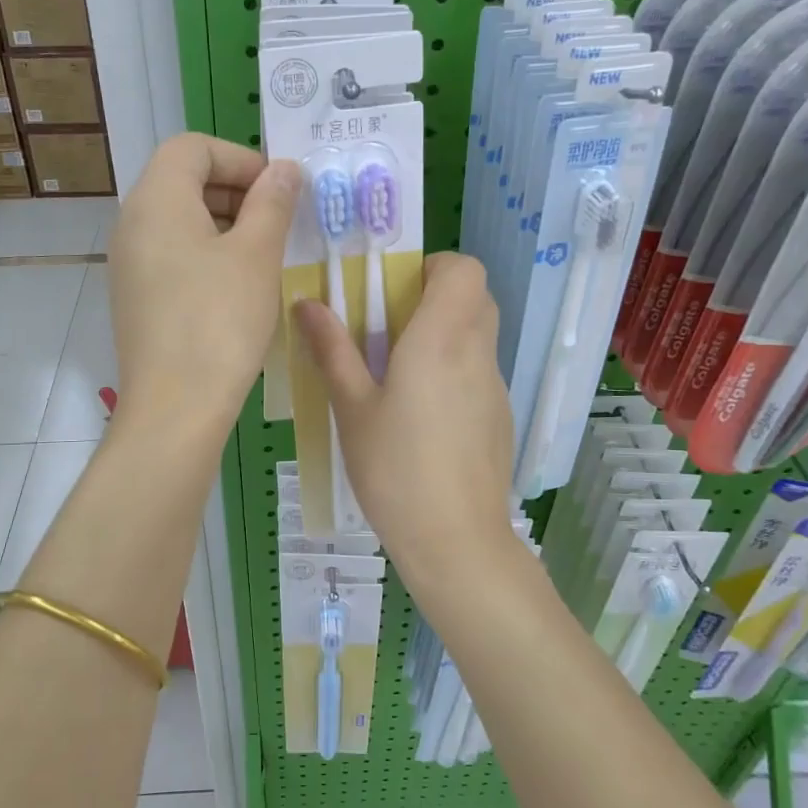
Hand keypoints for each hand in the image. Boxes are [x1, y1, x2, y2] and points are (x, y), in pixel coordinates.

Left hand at [109, 134, 300, 430]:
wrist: (175, 407)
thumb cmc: (219, 321)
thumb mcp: (256, 255)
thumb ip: (272, 202)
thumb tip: (285, 169)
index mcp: (156, 200)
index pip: (193, 147)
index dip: (240, 158)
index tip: (278, 190)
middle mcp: (132, 223)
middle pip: (184, 180)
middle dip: (236, 190)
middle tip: (280, 221)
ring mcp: (129, 263)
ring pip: (180, 221)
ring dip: (226, 224)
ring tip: (266, 254)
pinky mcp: (136, 297)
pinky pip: (173, 255)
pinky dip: (207, 254)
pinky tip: (239, 286)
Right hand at [294, 253, 518, 577]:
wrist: (456, 541)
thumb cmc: (395, 470)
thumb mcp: (352, 408)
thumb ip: (333, 350)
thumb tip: (308, 302)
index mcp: (441, 339)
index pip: (464, 269)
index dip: (432, 267)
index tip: (394, 291)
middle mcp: (477, 353)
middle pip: (475, 296)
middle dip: (434, 297)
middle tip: (389, 327)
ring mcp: (495, 386)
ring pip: (478, 334)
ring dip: (444, 333)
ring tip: (398, 373)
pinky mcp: (499, 416)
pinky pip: (479, 370)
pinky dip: (454, 368)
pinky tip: (421, 415)